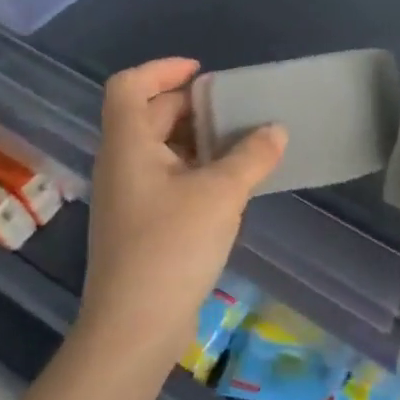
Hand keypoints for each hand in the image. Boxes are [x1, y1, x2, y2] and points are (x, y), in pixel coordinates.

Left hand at [76, 58, 286, 366]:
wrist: (133, 331)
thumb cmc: (170, 248)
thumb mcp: (220, 194)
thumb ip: (252, 156)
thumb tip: (276, 130)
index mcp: (129, 146)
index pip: (128, 86)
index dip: (163, 69)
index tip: (204, 73)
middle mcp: (123, 164)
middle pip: (151, 115)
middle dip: (194, 105)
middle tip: (238, 108)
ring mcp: (130, 197)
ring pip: (163, 148)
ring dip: (200, 138)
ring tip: (244, 142)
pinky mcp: (143, 224)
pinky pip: (170, 177)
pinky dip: (198, 168)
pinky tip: (232, 183)